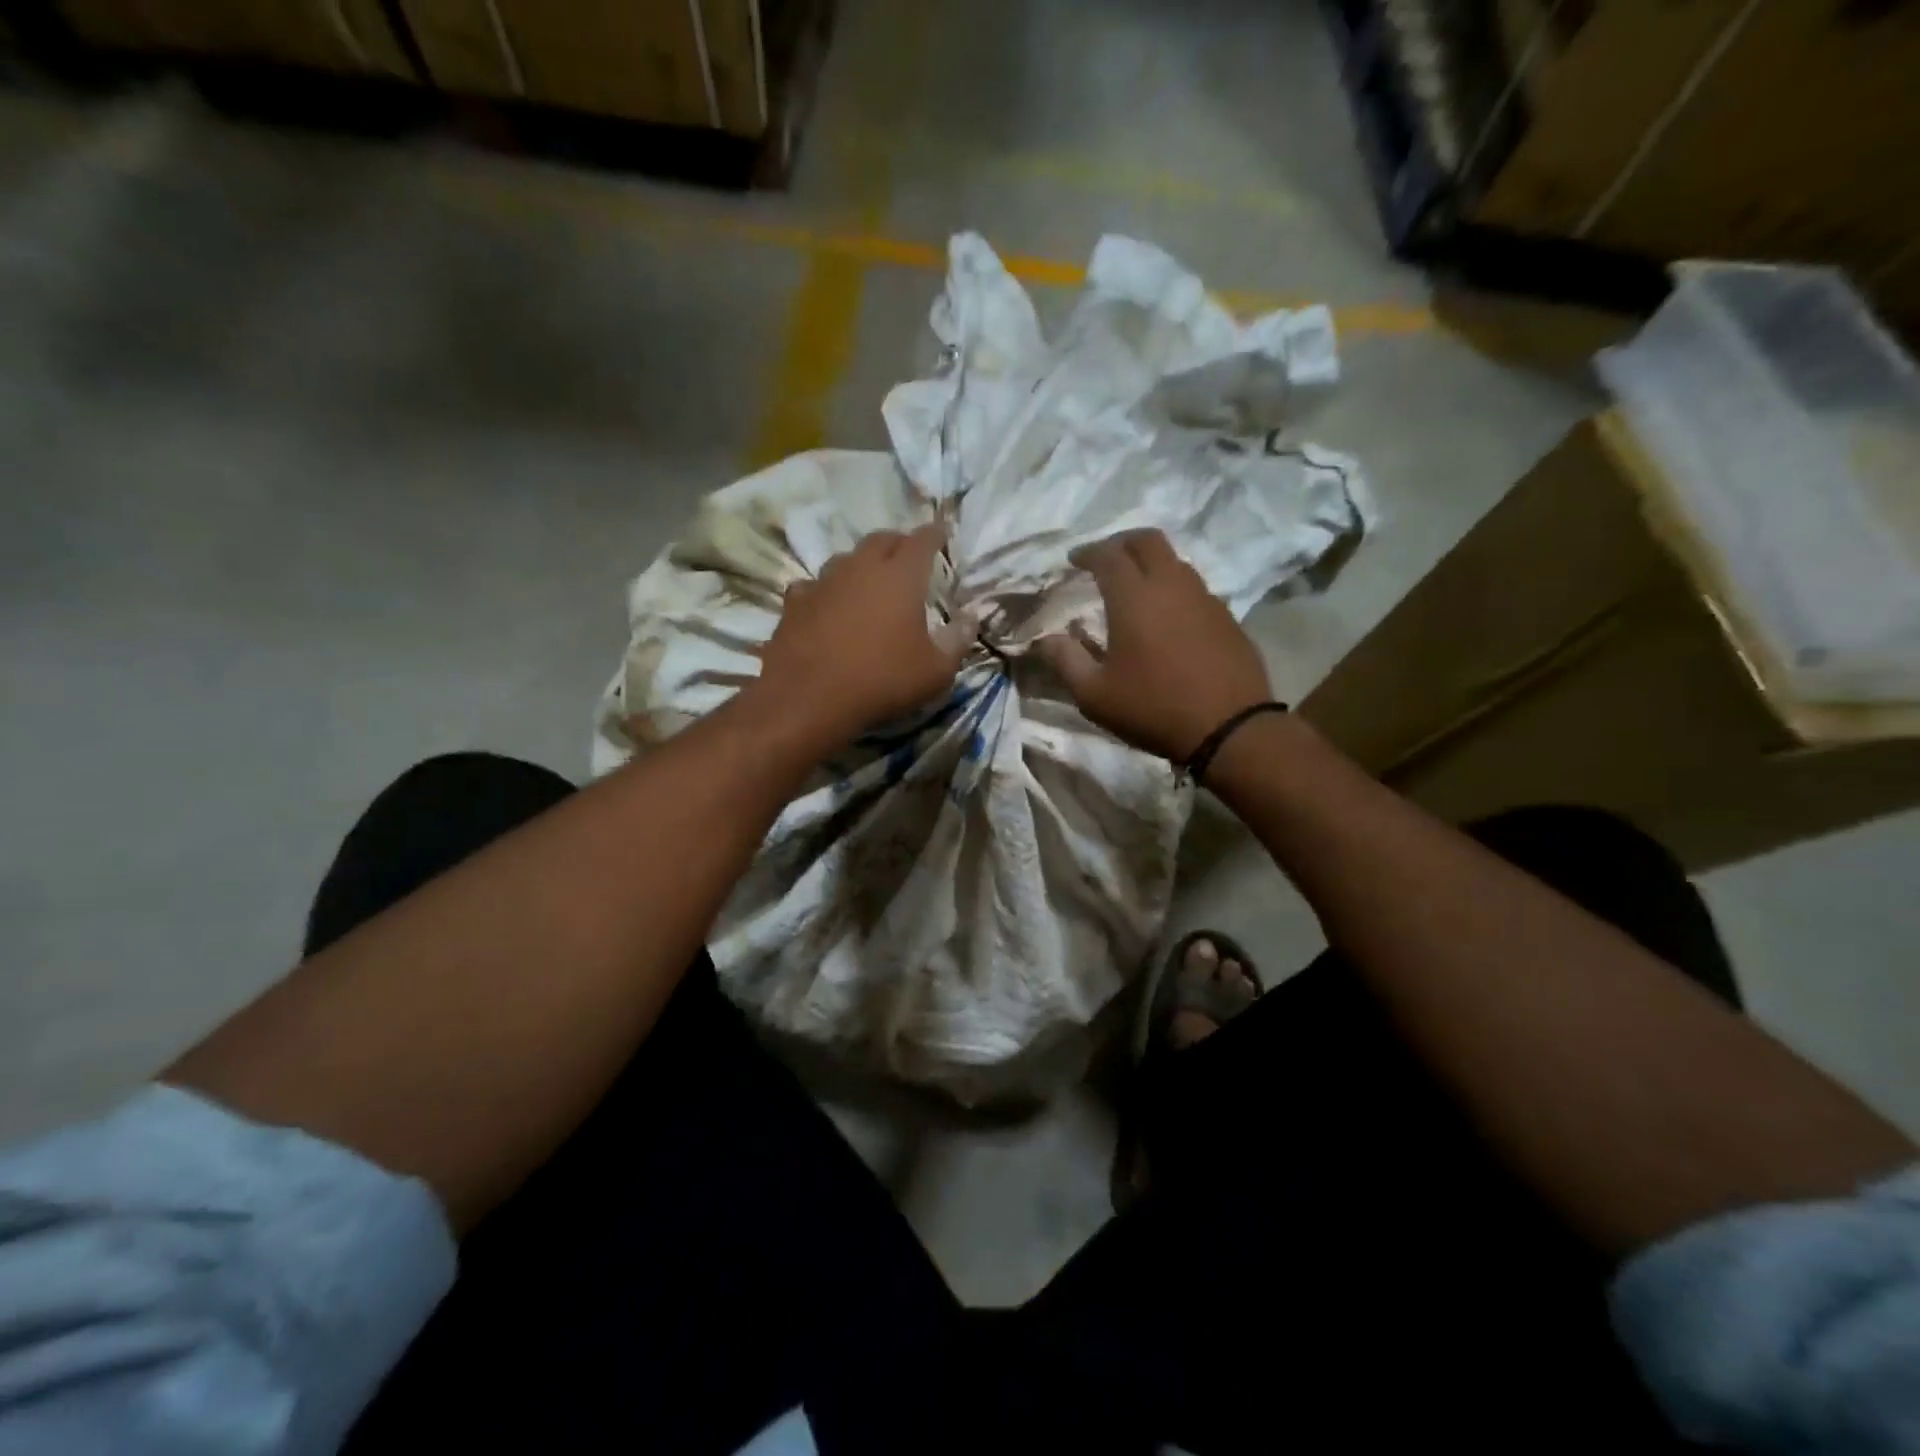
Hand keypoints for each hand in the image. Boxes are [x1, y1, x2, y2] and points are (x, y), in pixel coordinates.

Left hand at [754, 523, 974, 750]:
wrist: (810, 700)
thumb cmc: (883, 681)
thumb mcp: (936, 671)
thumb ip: (957, 640)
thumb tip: (969, 618)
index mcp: (900, 576)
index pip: (922, 540)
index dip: (934, 535)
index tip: (940, 535)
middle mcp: (861, 568)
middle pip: (881, 539)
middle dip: (898, 543)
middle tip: (907, 557)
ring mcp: (823, 582)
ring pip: (845, 558)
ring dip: (861, 565)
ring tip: (868, 582)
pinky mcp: (795, 603)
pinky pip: (814, 585)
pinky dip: (826, 591)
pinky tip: (827, 606)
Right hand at [1036, 529, 1271, 762]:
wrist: (1230, 728)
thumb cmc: (1153, 708)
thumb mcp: (1094, 694)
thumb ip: (1065, 660)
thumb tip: (1045, 639)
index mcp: (1134, 597)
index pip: (1108, 555)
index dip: (1088, 552)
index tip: (1074, 559)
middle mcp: (1171, 585)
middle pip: (1147, 540)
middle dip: (1121, 542)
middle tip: (1105, 559)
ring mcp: (1204, 598)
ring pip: (1174, 561)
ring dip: (1150, 563)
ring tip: (1135, 586)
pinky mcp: (1226, 617)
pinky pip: (1194, 587)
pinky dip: (1173, 588)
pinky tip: (1167, 616)